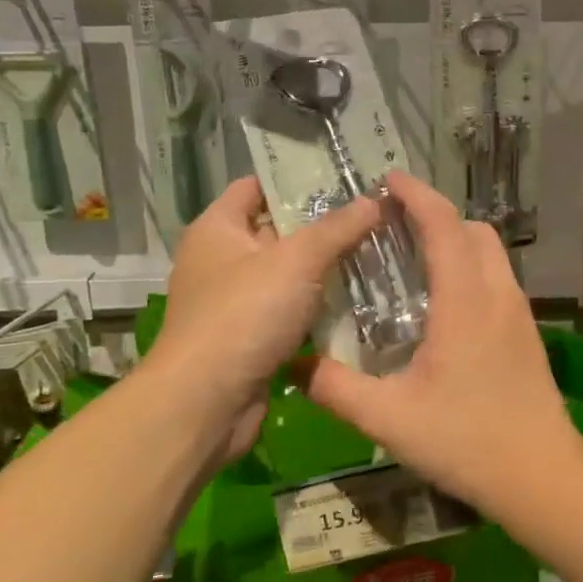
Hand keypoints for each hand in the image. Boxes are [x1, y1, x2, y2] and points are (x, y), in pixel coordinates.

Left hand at [150, 176, 380, 462]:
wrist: (206, 403)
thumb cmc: (244, 315)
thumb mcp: (296, 261)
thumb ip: (337, 228)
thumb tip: (375, 200)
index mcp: (218, 228)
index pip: (257, 186)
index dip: (297, 179)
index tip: (344, 178)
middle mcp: (221, 259)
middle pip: (278, 229)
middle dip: (323, 224)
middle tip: (373, 216)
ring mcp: (234, 301)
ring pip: (288, 273)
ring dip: (325, 268)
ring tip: (376, 252)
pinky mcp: (249, 336)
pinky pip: (290, 309)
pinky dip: (317, 305)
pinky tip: (358, 299)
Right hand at [302, 170, 582, 522]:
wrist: (541, 472)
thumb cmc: (466, 440)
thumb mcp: (389, 419)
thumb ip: (337, 389)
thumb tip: (294, 365)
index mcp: (465, 299)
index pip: (443, 224)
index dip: (416, 195)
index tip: (388, 180)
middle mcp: (497, 292)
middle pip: (472, 229)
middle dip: (435, 213)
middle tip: (393, 222)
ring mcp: (518, 310)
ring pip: (490, 251)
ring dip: (456, 238)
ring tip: (415, 255)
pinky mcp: (525, 329)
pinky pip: (497, 275)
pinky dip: (470, 264)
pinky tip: (444, 299)